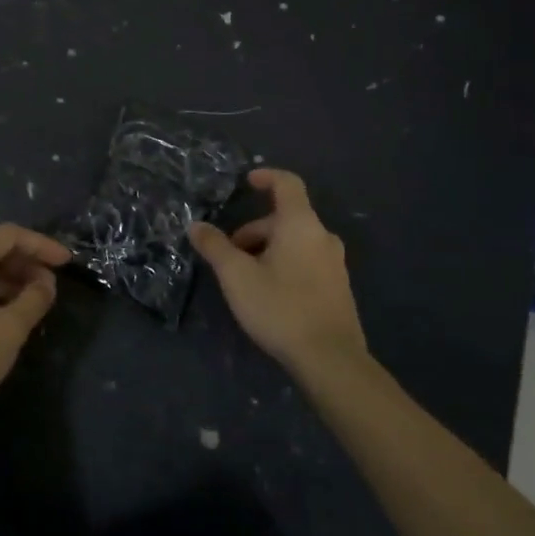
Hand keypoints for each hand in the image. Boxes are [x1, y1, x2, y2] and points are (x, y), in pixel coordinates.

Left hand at [0, 223, 69, 427]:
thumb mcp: (8, 332)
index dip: (41, 245)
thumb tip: (45, 283)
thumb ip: (33, 300)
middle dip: (25, 264)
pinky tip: (4, 314)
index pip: (9, 235)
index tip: (66, 262)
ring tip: (32, 303)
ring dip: (7, 279)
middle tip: (50, 287)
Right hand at [190, 168, 366, 377]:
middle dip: (254, 230)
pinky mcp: (338, 288)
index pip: (287, 183)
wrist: (331, 359)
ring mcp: (335, 263)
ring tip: (245, 278)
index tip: (246, 182)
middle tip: (230, 255)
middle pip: (285, 218)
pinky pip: (307, 262)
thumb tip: (195, 225)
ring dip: (267, 249)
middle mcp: (322, 236)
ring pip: (295, 242)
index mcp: (300, 224)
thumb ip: (215, 246)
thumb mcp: (237, 276)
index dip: (266, 177)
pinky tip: (269, 295)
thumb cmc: (281, 307)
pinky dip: (285, 265)